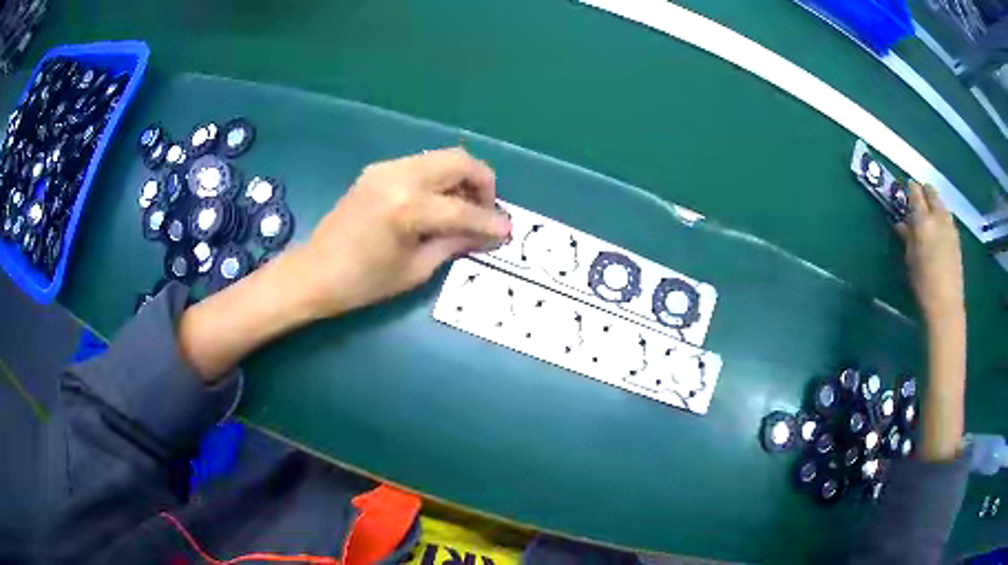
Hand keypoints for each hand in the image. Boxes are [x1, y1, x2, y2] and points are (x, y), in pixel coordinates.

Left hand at [292, 147, 511, 317]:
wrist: (314, 272)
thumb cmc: (363, 282)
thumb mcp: (415, 270)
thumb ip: (455, 243)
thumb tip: (488, 234)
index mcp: (407, 208)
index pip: (462, 209)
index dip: (489, 220)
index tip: (508, 230)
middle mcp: (398, 177)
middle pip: (458, 161)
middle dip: (482, 182)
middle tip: (487, 209)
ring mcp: (386, 169)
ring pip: (441, 157)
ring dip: (461, 177)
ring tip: (465, 207)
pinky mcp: (377, 170)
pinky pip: (422, 164)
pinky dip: (439, 178)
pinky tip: (438, 202)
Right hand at [895, 181, 963, 325]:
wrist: (946, 305)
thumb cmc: (923, 284)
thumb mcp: (910, 260)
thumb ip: (907, 237)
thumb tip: (901, 223)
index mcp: (923, 221)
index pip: (915, 193)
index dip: (910, 189)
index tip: (905, 190)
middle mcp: (938, 217)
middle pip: (931, 193)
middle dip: (924, 191)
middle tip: (918, 198)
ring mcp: (950, 226)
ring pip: (941, 203)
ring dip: (934, 203)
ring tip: (929, 212)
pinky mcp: (957, 237)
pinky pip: (948, 217)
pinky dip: (942, 216)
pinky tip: (939, 227)